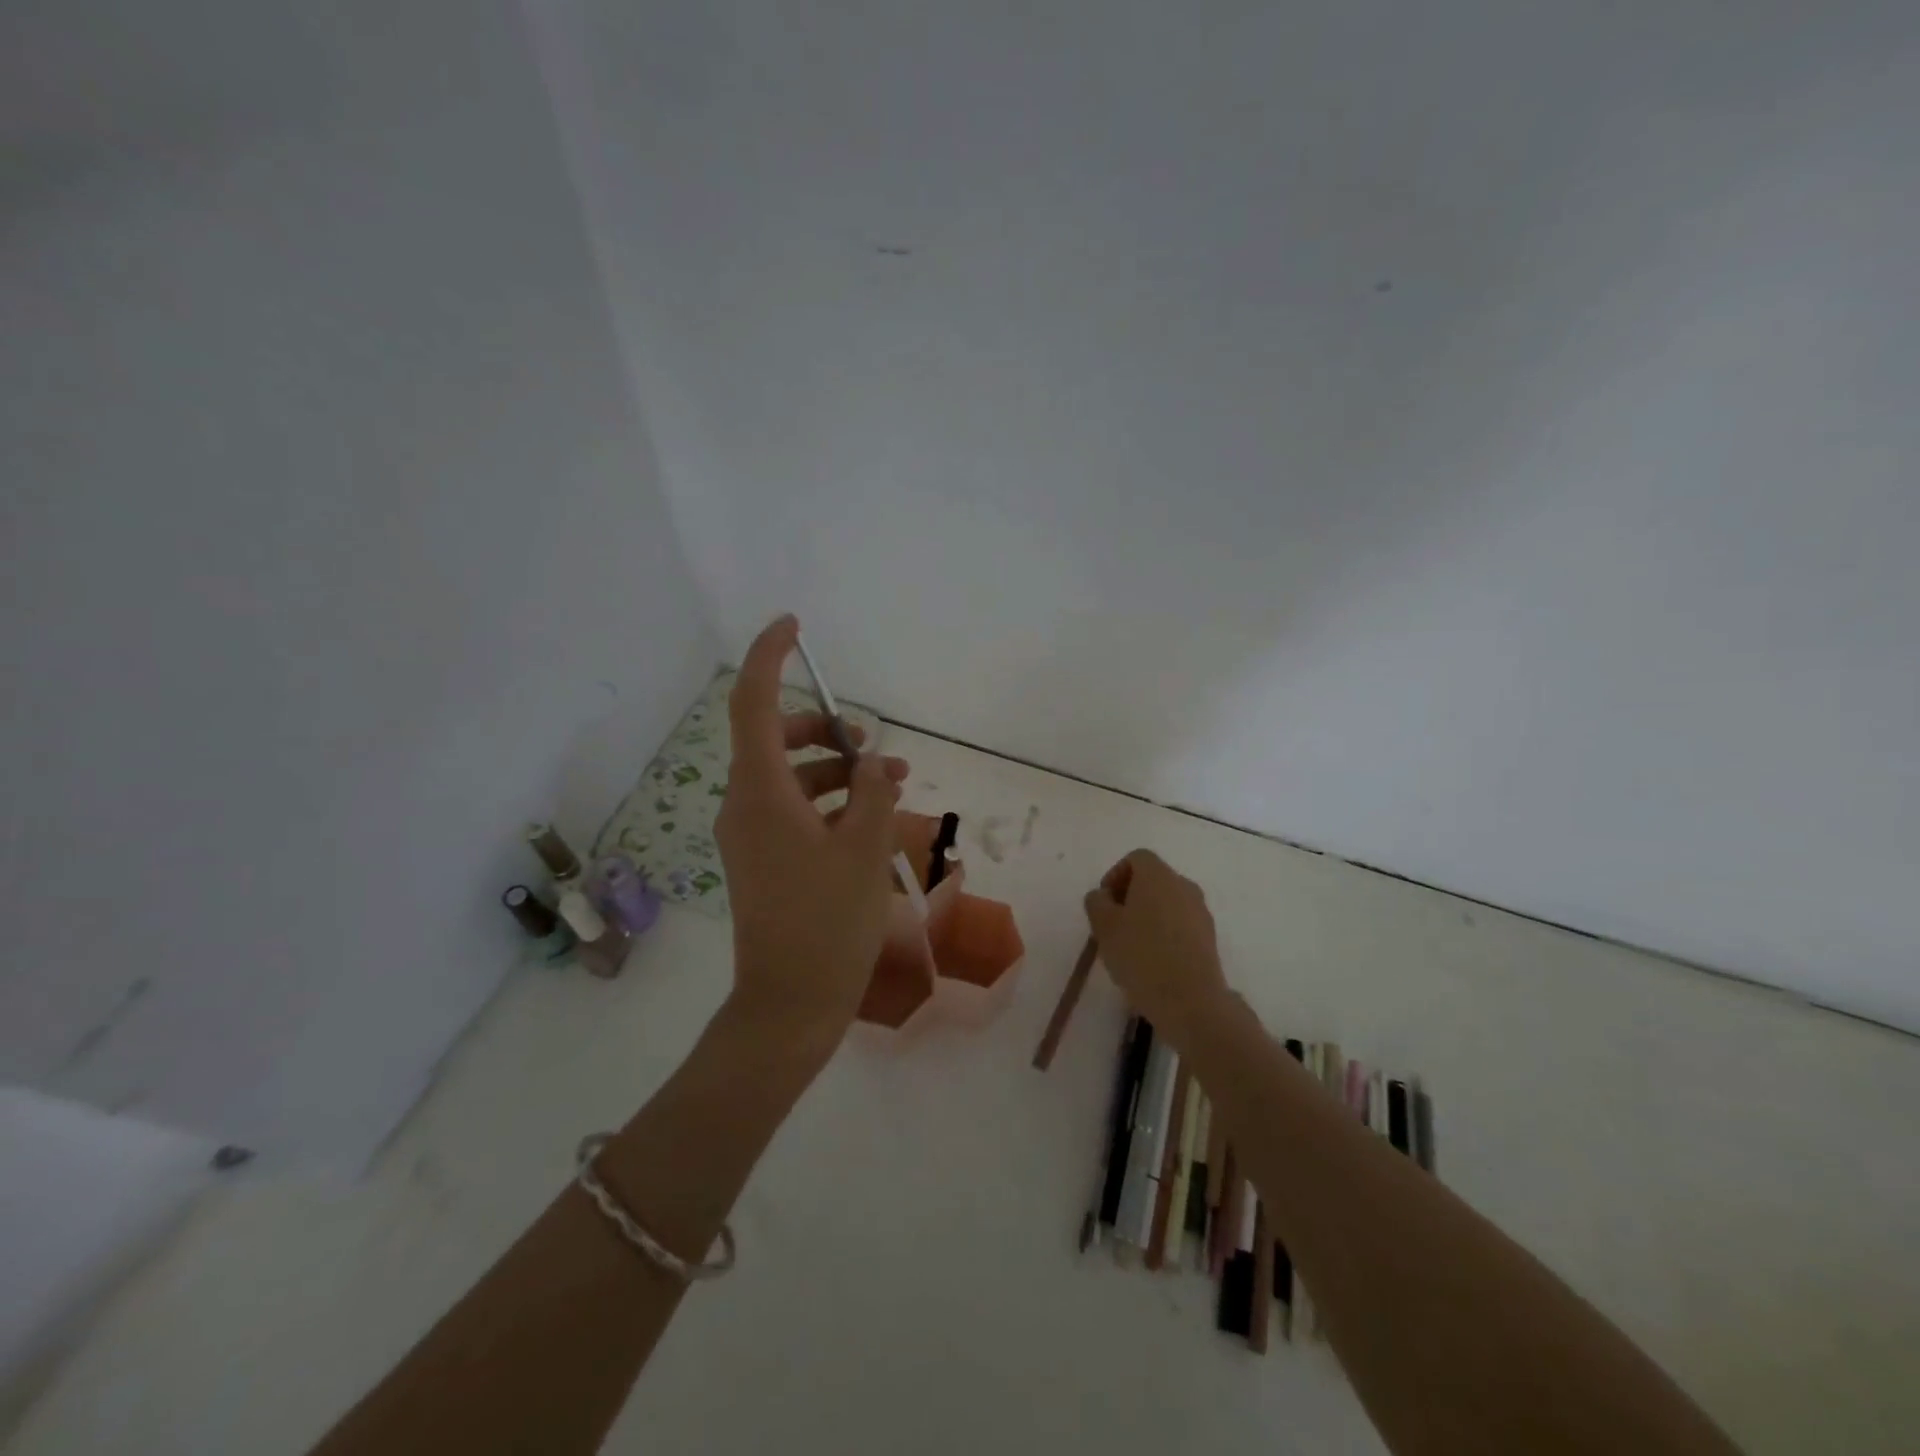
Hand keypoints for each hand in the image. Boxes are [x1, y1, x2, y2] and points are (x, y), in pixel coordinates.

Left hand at [715, 614, 908, 1041]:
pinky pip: (797, 811)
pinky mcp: (766, 860)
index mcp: (760, 794)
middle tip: (873, 742)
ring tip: (896, 783)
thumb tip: (874, 761)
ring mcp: (753, 836)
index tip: (793, 627)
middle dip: (828, 731)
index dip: (770, 658)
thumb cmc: (828, 924)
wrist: (790, 1005)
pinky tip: (874, 817)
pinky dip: (832, 803)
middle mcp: (747, 806)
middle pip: (778, 740)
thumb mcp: (864, 850)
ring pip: (793, 778)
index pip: (754, 705)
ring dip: (841, 772)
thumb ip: (872, 792)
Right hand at [1083, 849, 1230, 1041]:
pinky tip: (1152, 961)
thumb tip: (1103, 896)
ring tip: (1131, 946)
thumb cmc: (1141, 956)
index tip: (1104, 903)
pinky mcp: (1209, 938)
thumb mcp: (1104, 927)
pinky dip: (1164, 933)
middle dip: (1130, 896)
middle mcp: (1184, 886)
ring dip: (1147, 915)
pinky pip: (1180, 924)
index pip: (1136, 858)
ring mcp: (1200, 912)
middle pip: (1153, 879)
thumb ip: (1097, 902)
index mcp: (1158, 875)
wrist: (1191, 1001)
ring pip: (1167, 903)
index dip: (1115, 875)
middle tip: (1113, 924)